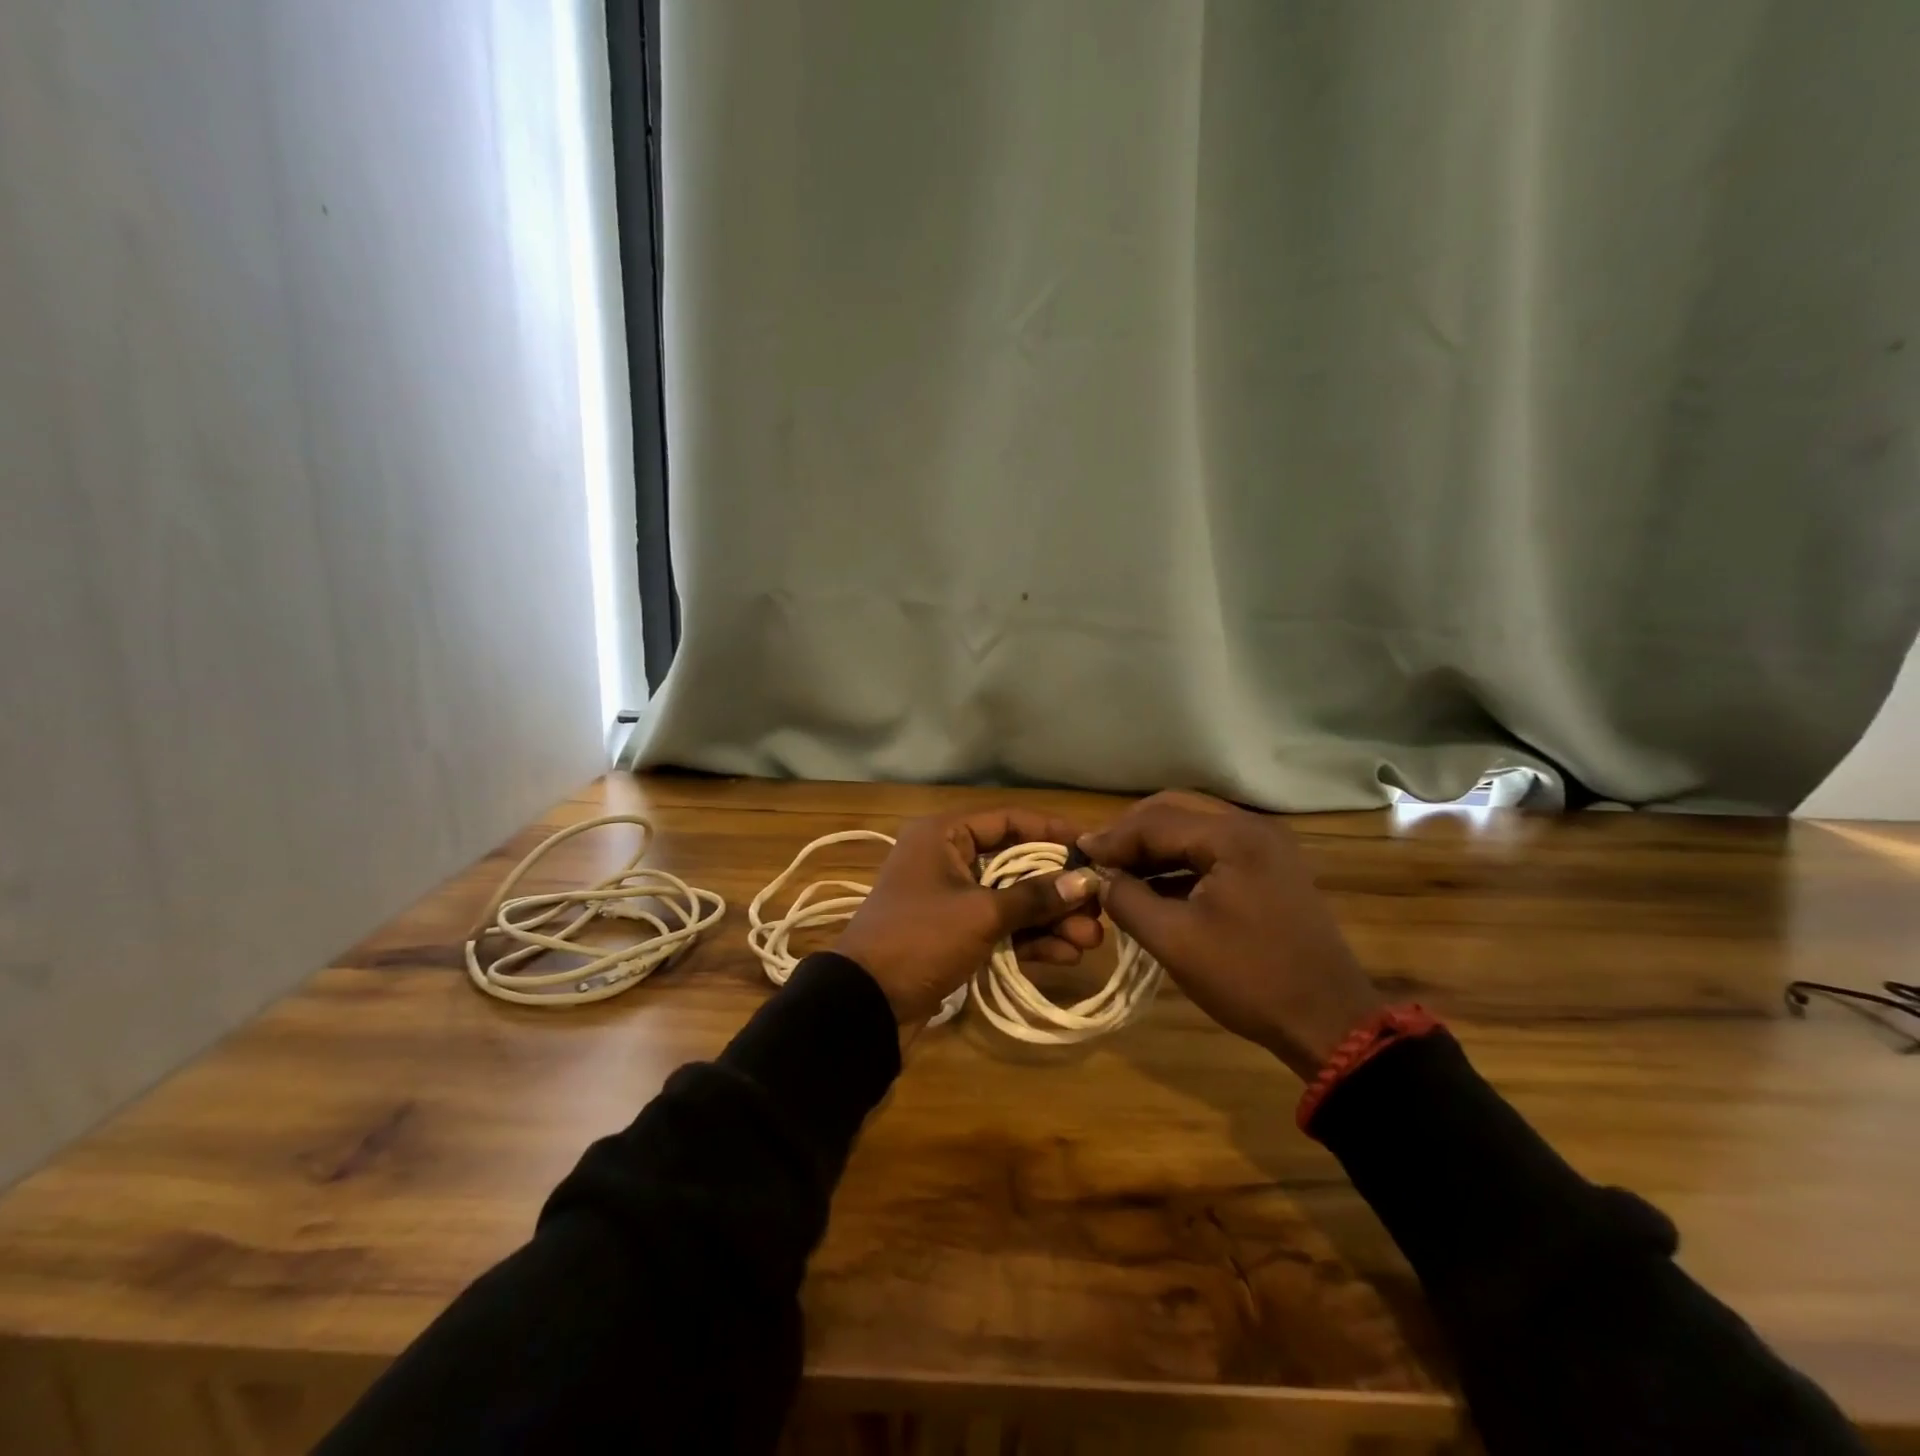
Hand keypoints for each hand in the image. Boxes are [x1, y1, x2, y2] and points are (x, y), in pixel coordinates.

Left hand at [834, 808, 1104, 1026]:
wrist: (865, 1005)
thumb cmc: (920, 939)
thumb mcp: (981, 913)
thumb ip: (1035, 896)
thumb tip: (1085, 880)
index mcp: (944, 835)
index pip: (1009, 821)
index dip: (1053, 833)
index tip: (1094, 847)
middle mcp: (948, 859)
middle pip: (1016, 865)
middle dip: (1058, 889)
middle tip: (1099, 908)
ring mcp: (952, 899)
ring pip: (1012, 900)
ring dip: (1050, 920)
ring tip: (1091, 940)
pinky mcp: (955, 935)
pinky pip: (1000, 928)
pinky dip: (1029, 940)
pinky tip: (1065, 956)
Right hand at [1078, 791, 1382, 1079]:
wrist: (1329, 1023)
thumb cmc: (1250, 980)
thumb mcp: (1175, 941)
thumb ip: (1127, 899)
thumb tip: (1096, 877)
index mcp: (1234, 837)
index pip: (1156, 821)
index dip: (1112, 838)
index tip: (1077, 857)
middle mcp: (1252, 828)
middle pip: (1176, 810)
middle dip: (1132, 833)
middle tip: (1098, 860)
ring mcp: (1266, 847)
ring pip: (1194, 828)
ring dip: (1154, 846)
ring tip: (1119, 873)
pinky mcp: (1269, 869)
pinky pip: (1212, 850)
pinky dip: (1179, 861)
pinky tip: (1154, 886)